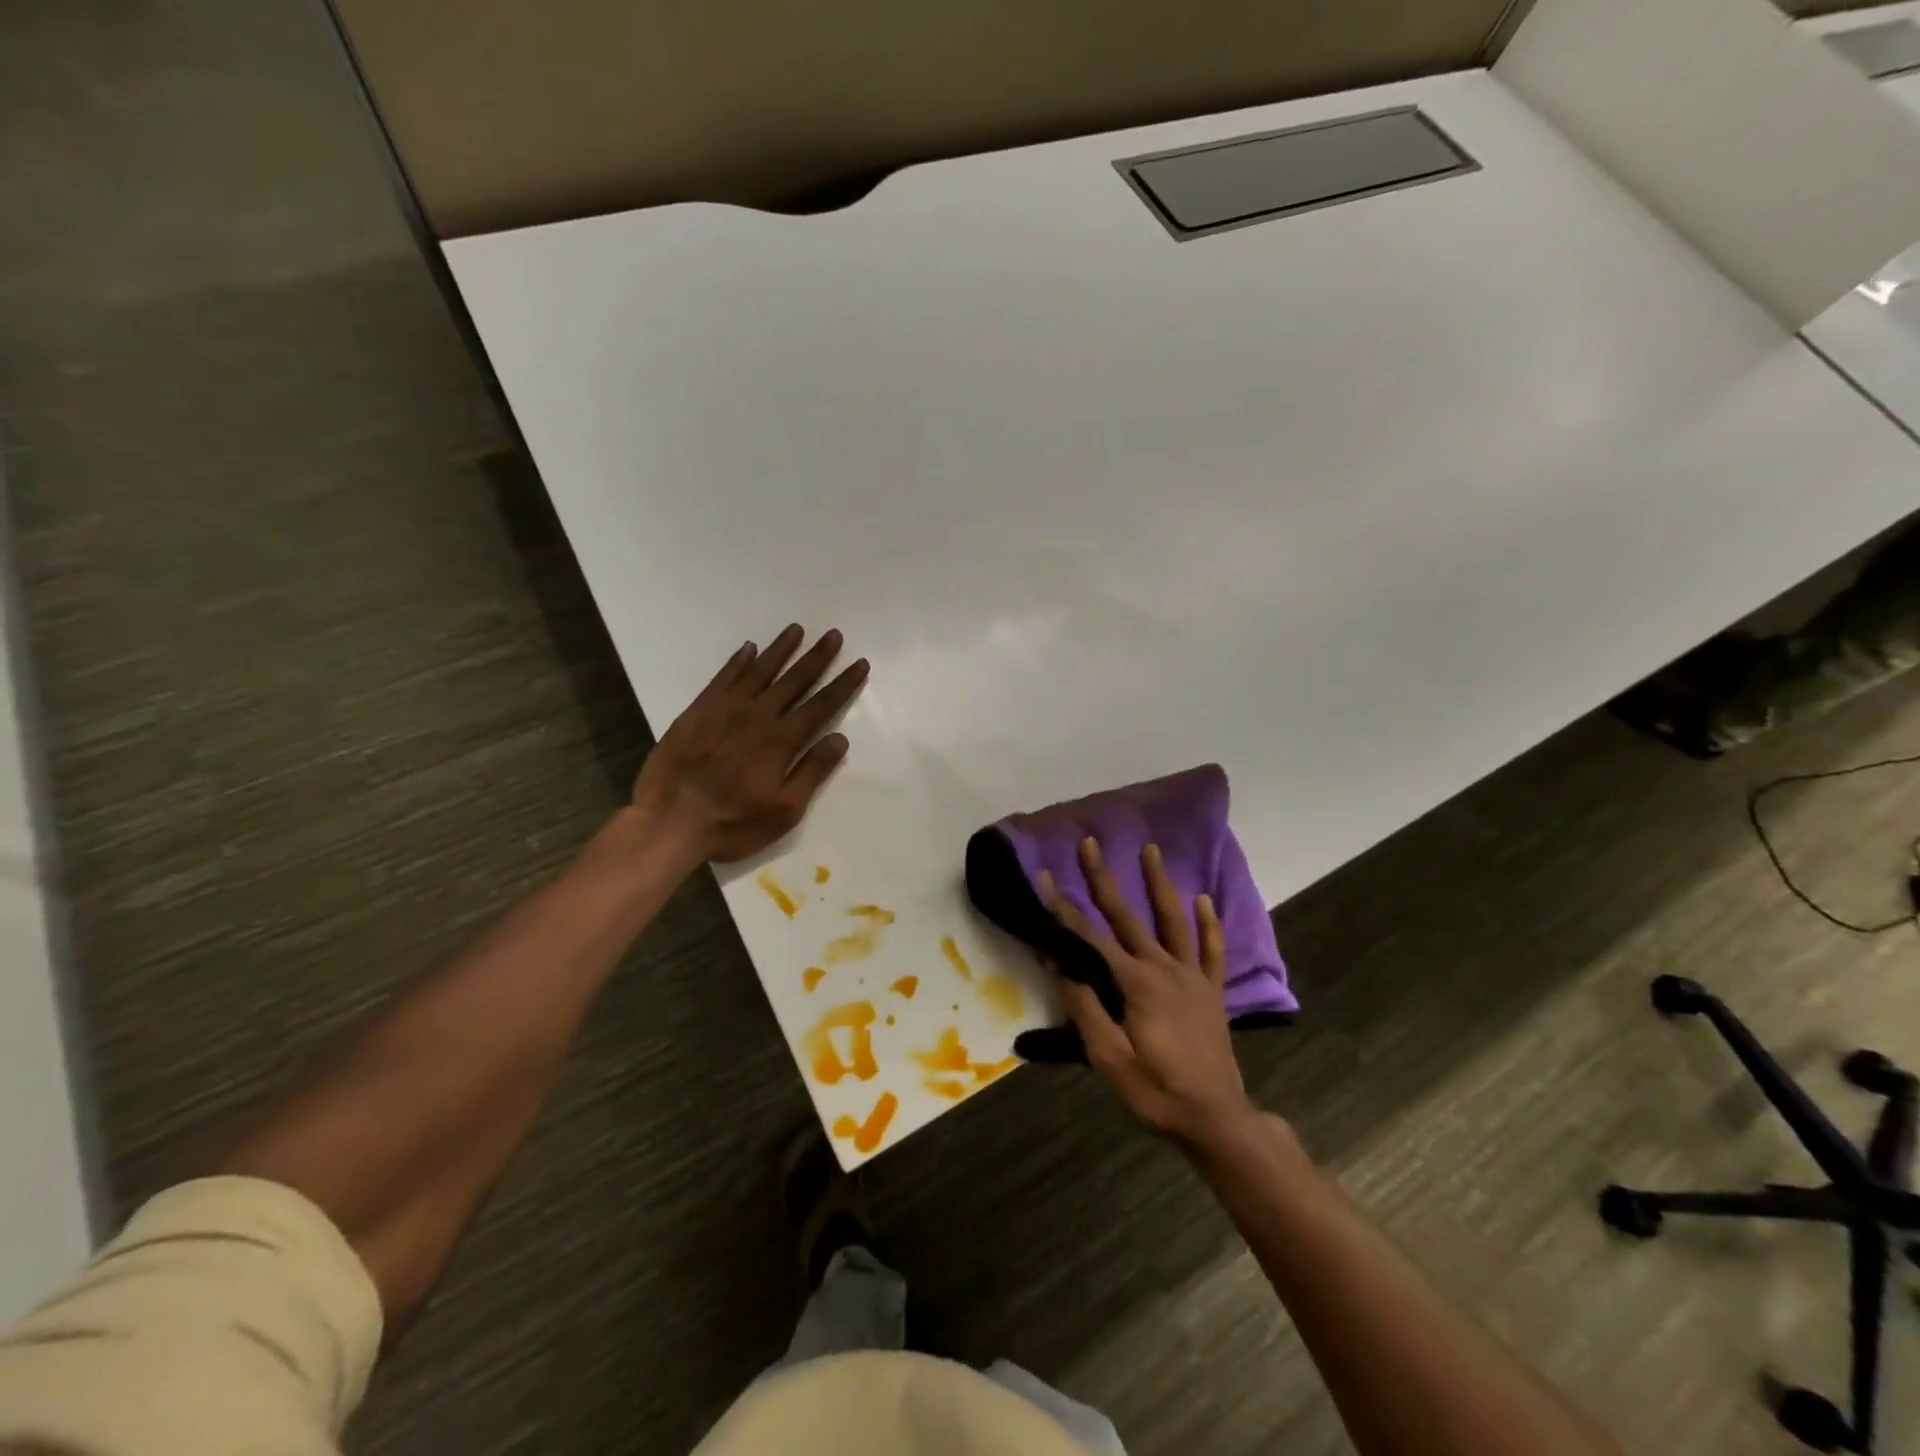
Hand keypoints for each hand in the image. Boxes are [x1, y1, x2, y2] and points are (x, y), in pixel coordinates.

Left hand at [631, 625, 868, 863]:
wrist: (669, 820)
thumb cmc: (733, 823)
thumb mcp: (784, 810)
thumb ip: (812, 772)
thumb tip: (840, 738)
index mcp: (781, 740)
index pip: (821, 705)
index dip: (843, 683)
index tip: (860, 663)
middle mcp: (757, 715)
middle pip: (794, 680)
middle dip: (817, 657)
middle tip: (833, 635)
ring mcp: (725, 709)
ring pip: (759, 671)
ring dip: (780, 649)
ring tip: (796, 630)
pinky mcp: (698, 710)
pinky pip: (723, 677)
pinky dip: (738, 661)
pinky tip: (749, 649)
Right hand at [1042, 837, 1256, 1147]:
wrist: (1216, 1119)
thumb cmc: (1155, 1090)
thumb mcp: (1108, 1057)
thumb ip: (1084, 1006)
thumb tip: (1056, 961)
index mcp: (1135, 983)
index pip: (1089, 937)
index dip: (1063, 908)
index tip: (1045, 878)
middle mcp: (1163, 968)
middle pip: (1128, 915)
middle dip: (1104, 878)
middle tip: (1090, 843)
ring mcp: (1192, 976)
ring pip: (1174, 919)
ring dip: (1160, 882)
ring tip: (1151, 850)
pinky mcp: (1212, 990)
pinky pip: (1212, 950)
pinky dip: (1209, 923)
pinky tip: (1205, 899)